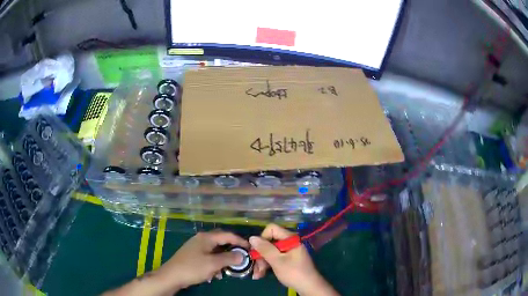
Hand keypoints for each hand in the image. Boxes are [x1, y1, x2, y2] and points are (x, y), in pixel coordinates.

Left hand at [156, 230, 249, 290]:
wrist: (172, 276)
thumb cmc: (193, 268)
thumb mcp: (213, 264)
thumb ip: (229, 258)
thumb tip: (242, 255)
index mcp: (206, 237)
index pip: (228, 235)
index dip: (240, 241)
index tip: (251, 249)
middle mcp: (202, 239)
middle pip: (222, 242)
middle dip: (232, 251)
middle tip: (241, 259)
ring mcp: (196, 247)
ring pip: (215, 251)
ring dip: (223, 260)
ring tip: (226, 271)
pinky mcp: (193, 255)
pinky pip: (209, 257)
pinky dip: (214, 264)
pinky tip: (214, 274)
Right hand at [249, 224, 338, 295]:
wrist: (308, 286)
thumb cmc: (293, 272)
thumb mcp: (277, 261)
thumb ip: (265, 249)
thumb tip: (252, 237)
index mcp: (290, 238)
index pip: (271, 229)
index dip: (262, 238)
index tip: (257, 251)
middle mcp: (289, 242)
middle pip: (269, 242)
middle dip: (260, 255)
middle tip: (256, 268)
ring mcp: (288, 251)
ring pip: (270, 252)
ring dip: (262, 263)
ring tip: (257, 275)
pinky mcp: (288, 259)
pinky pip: (274, 258)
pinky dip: (268, 265)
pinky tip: (261, 275)